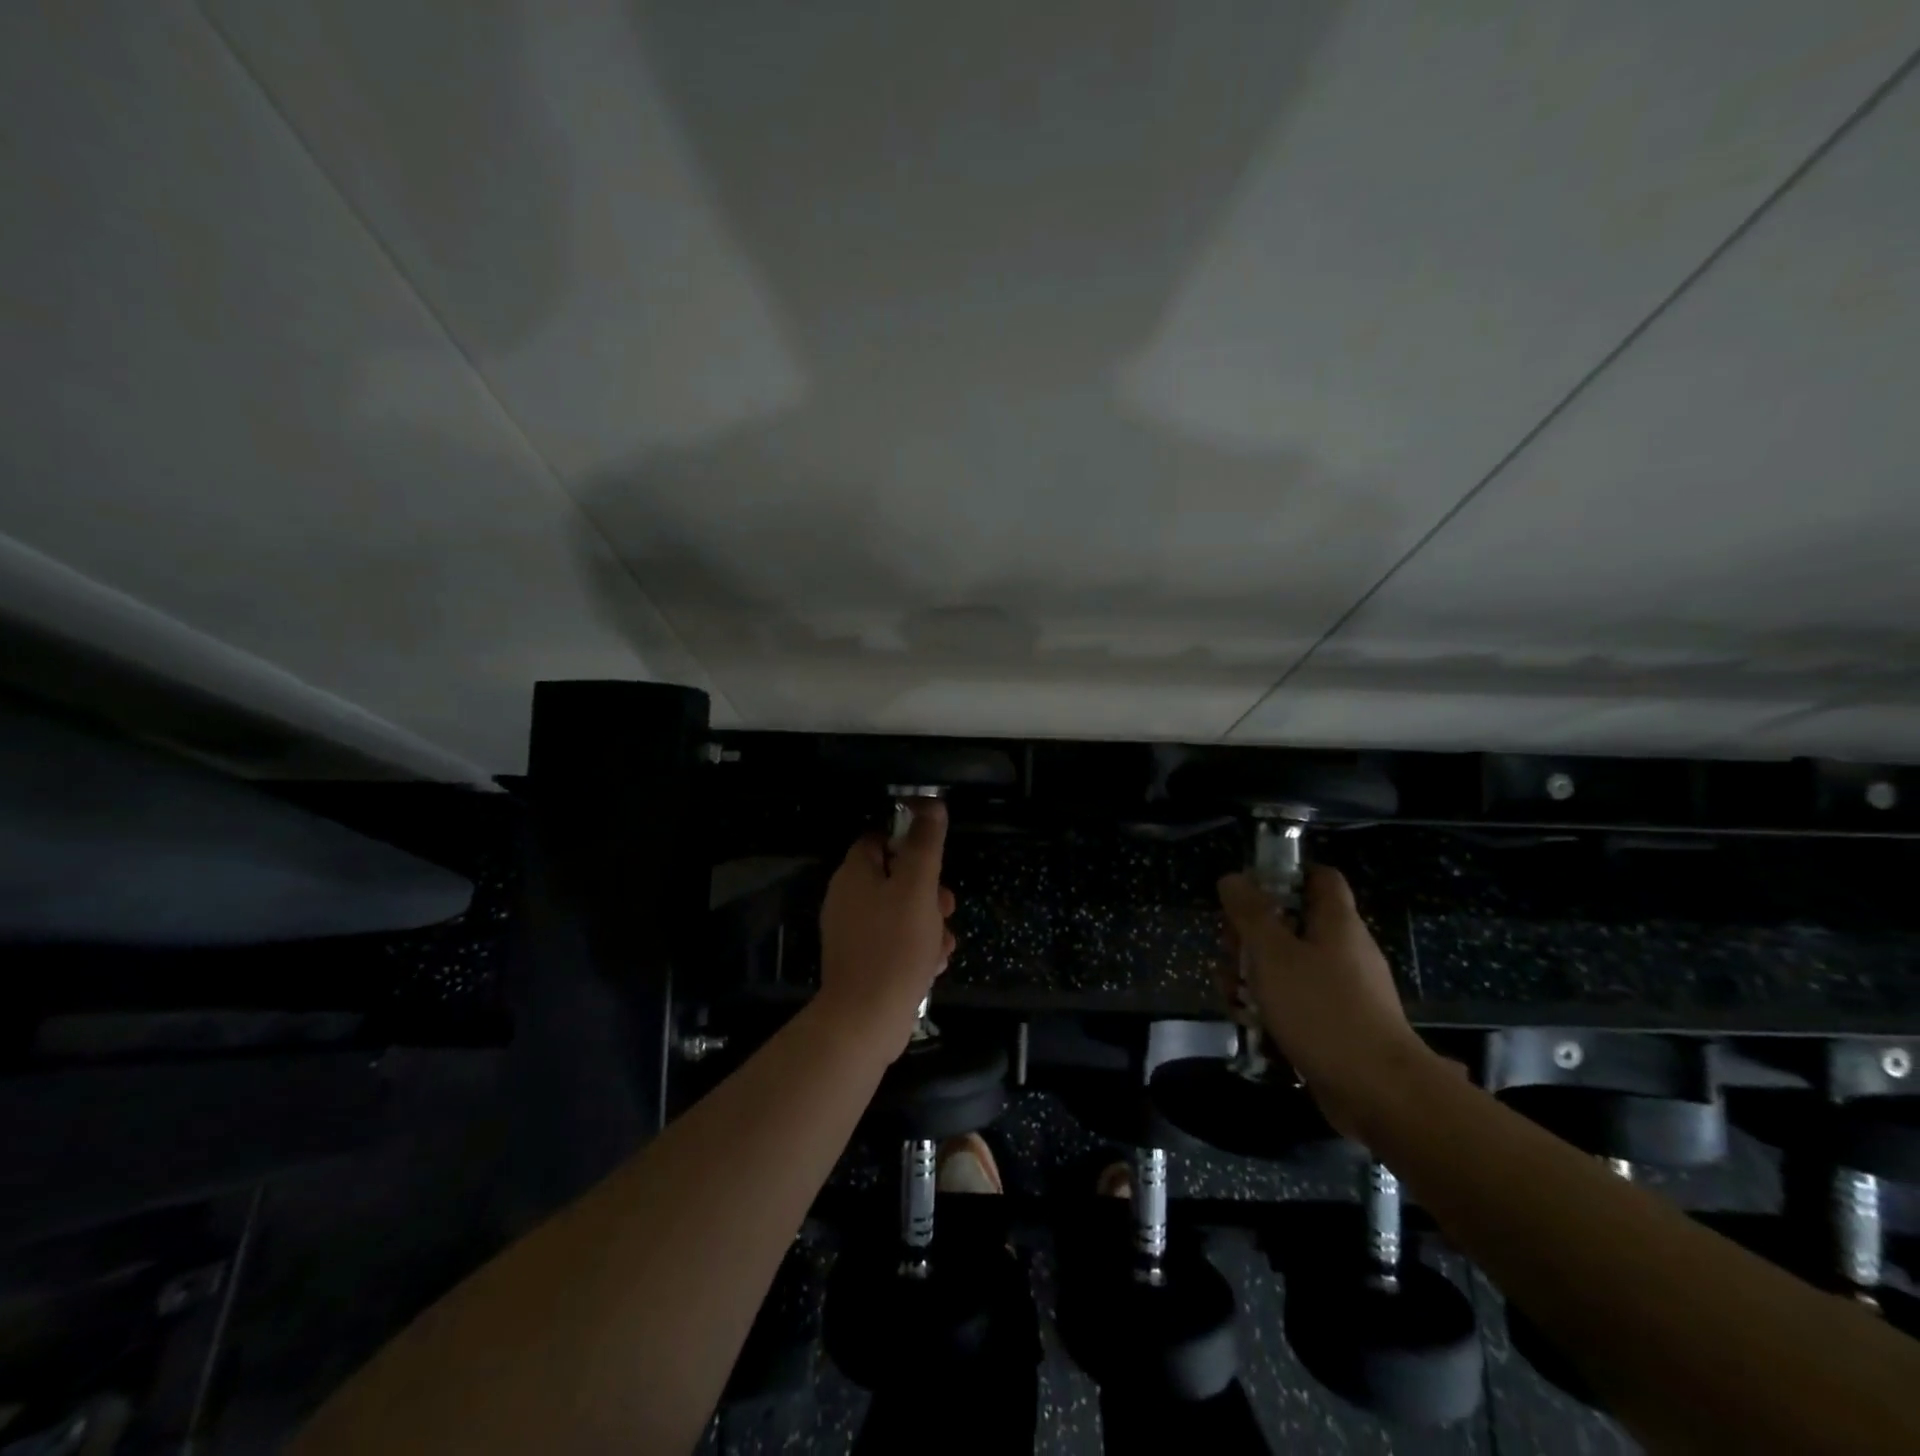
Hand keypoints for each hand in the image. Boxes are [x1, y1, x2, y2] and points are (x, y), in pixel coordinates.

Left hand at [817, 800, 956, 1054]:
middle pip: (894, 878)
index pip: (878, 840)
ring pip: (900, 913)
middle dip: (927, 891)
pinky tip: (933, 965)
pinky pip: (894, 943)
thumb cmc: (894, 945)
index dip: (908, 844)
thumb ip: (924, 844)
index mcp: (853, 875)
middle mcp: (847, 899)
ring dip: (928, 924)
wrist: (866, 1019)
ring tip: (943, 944)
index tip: (933, 861)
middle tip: (946, 907)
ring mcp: (853, 933)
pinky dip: (916, 949)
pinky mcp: (862, 962)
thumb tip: (931, 804)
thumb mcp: (917, 887)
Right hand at [1217, 866, 1431, 1136]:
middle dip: (1252, 935)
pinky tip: (1249, 1023)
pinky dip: (1271, 1006)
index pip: (1319, 877)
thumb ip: (1250, 913)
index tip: (1249, 891)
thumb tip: (1233, 878)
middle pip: (1293, 923)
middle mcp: (1345, 949)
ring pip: (1289, 965)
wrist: (1379, 1092)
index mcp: (1337, 922)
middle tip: (1229, 952)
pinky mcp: (1339, 1024)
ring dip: (1254, 974)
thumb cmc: (1322, 1010)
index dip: (1285, 875)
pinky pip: (1298, 1001)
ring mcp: (1345, 989)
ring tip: (1231, 996)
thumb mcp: (1273, 954)